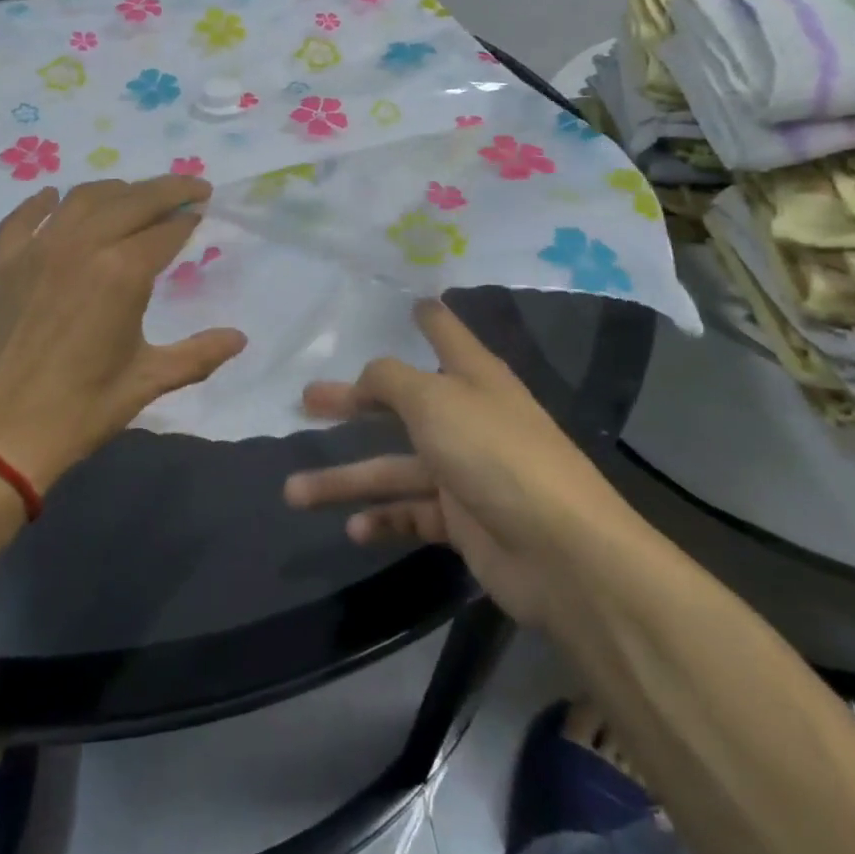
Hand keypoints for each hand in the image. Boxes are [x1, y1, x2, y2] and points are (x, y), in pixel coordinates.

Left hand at [0, 176, 245, 491]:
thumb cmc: (80, 410)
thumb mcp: (147, 381)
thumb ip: (198, 355)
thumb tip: (240, 338)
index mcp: (122, 272)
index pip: (166, 229)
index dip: (188, 216)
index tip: (203, 208)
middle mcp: (81, 246)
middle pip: (132, 199)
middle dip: (167, 189)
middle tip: (189, 187)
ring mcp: (36, 250)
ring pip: (82, 199)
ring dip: (115, 189)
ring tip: (133, 193)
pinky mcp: (1, 262)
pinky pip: (23, 217)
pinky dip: (43, 202)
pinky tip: (54, 197)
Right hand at [282, 299, 623, 628]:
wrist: (561, 553)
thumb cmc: (494, 453)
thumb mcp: (434, 400)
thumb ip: (390, 380)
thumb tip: (366, 378)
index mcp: (473, 378)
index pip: (446, 333)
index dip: (428, 316)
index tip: (411, 300)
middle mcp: (468, 419)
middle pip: (400, 404)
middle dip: (352, 403)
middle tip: (305, 400)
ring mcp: (466, 472)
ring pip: (394, 469)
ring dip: (347, 481)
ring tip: (293, 492)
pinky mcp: (464, 521)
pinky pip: (413, 514)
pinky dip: (383, 520)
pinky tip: (354, 529)